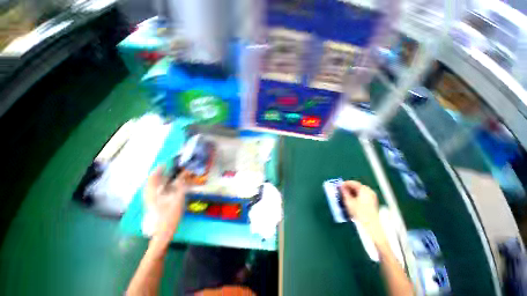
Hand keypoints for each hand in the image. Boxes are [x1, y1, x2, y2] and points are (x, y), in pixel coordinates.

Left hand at [144, 166, 190, 242]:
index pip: (153, 177)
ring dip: (160, 180)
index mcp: (152, 193)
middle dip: (159, 173)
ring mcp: (149, 201)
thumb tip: (184, 174)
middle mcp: (148, 195)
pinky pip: (155, 191)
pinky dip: (160, 186)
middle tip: (168, 169)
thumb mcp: (177, 199)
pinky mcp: (152, 205)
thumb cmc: (169, 216)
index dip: (158, 169)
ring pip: (152, 186)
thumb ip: (180, 185)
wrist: (162, 234)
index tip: (165, 163)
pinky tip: (167, 187)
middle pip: (151, 181)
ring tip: (168, 176)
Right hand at [340, 181, 385, 245]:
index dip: (344, 184)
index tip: (338, 186)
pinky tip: (351, 200)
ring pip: (359, 191)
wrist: (371, 225)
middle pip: (356, 186)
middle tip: (341, 191)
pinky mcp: (372, 201)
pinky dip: (356, 195)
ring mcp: (372, 196)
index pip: (352, 183)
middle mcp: (369, 191)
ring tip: (345, 196)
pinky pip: (362, 195)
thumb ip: (344, 192)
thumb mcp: (348, 201)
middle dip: (348, 188)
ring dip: (351, 192)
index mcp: (364, 189)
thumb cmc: (359, 212)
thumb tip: (341, 187)